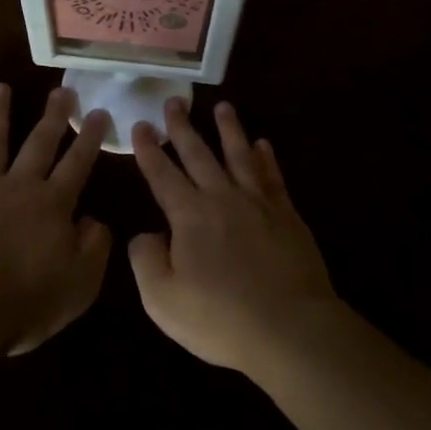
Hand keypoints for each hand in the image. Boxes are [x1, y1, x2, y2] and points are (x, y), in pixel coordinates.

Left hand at [0, 84, 111, 354]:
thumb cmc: (27, 302)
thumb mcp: (80, 283)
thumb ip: (94, 247)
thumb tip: (94, 220)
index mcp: (53, 204)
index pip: (78, 164)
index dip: (91, 138)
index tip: (100, 112)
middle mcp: (18, 188)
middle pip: (38, 144)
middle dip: (52, 116)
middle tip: (61, 90)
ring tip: (0, 88)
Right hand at [129, 98, 338, 374]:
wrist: (288, 327)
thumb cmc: (220, 318)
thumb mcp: (162, 300)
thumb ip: (146, 260)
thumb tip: (145, 234)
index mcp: (189, 216)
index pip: (162, 175)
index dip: (149, 150)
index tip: (141, 125)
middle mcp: (222, 198)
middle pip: (199, 155)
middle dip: (183, 128)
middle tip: (174, 102)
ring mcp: (258, 203)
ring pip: (240, 155)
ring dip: (229, 130)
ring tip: (223, 106)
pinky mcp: (286, 215)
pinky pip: (273, 177)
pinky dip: (266, 158)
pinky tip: (263, 144)